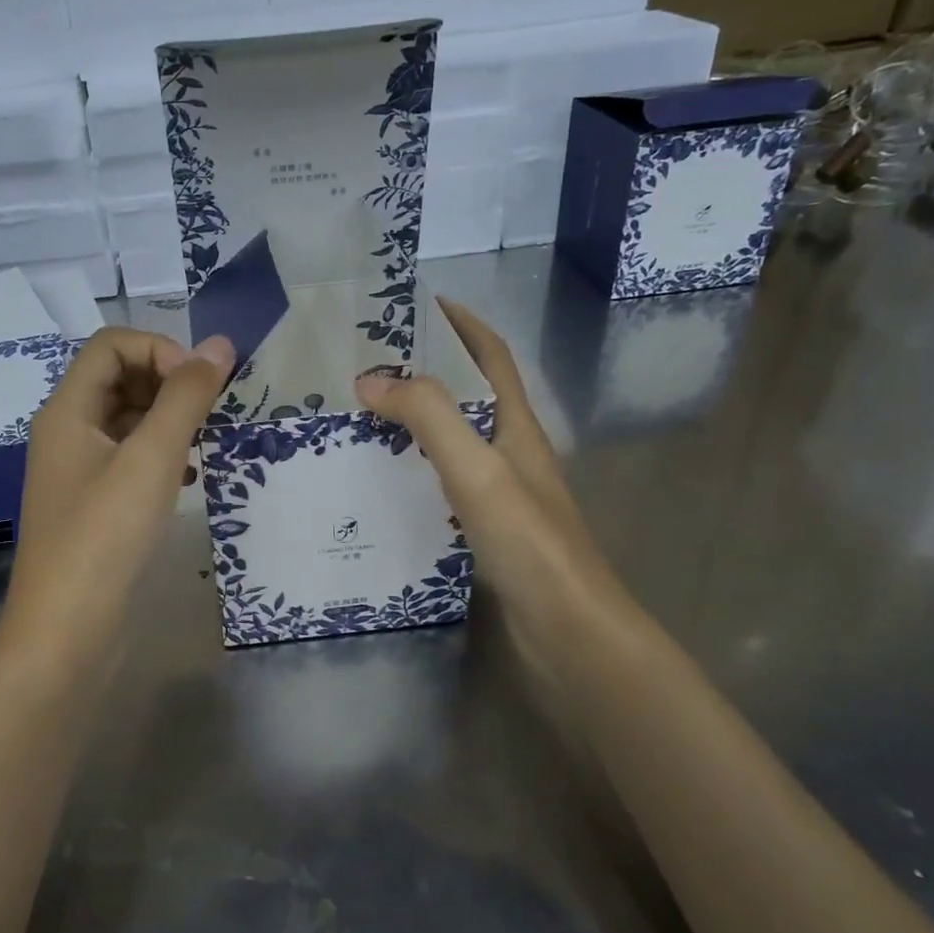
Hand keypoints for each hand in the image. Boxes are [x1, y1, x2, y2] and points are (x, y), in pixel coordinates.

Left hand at [0, 326, 233, 673]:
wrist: (67, 636)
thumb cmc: (105, 538)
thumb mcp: (151, 460)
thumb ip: (186, 398)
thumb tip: (220, 345)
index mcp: (67, 411)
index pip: (110, 345)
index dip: (158, 349)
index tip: (198, 385)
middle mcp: (67, 433)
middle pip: (119, 378)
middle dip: (168, 383)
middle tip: (209, 413)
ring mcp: (79, 473)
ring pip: (127, 422)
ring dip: (168, 421)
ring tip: (204, 444)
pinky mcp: (94, 507)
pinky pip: (130, 461)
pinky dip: (161, 457)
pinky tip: (188, 479)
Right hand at [353, 298, 619, 657]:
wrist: (569, 630)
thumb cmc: (528, 541)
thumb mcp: (476, 468)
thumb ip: (428, 417)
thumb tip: (371, 378)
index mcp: (517, 427)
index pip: (492, 358)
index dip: (464, 325)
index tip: (424, 302)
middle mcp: (512, 453)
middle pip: (470, 396)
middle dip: (429, 372)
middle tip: (371, 364)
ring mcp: (503, 494)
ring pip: (455, 442)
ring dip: (417, 422)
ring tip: (364, 417)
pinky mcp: (489, 530)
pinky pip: (444, 483)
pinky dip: (415, 470)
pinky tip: (384, 484)